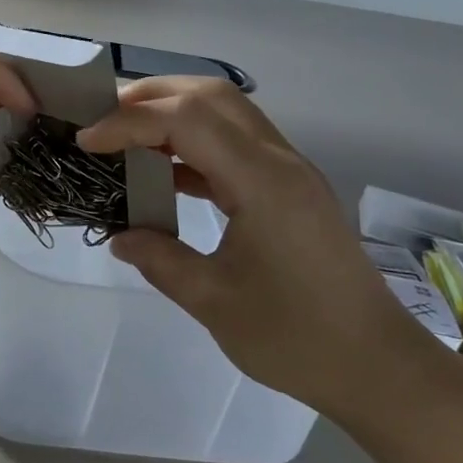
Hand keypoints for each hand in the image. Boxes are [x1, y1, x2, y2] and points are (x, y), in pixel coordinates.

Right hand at [78, 78, 436, 419]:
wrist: (376, 366)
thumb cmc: (295, 338)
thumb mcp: (213, 301)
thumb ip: (160, 260)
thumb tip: (120, 236)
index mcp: (262, 181)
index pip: (186, 120)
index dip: (129, 122)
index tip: (86, 142)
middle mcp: (279, 161)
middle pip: (211, 96)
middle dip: (151, 96)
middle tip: (102, 118)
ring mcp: (289, 173)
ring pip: (226, 114)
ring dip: (173, 115)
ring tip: (125, 136)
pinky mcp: (291, 191)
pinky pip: (236, 146)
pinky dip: (194, 146)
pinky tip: (164, 172)